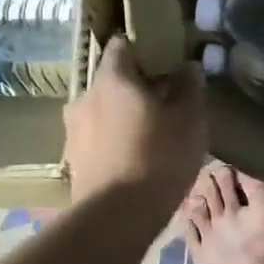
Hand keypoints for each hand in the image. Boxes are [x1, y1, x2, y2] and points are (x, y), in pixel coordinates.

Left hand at [64, 37, 205, 210]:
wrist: (116, 218)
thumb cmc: (158, 157)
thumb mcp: (189, 119)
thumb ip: (189, 87)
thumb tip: (187, 66)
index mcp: (112, 79)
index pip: (122, 45)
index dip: (145, 48)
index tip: (167, 61)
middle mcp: (85, 98)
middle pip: (112, 80)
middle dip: (136, 86)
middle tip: (165, 101)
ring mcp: (74, 132)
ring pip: (103, 111)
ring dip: (123, 115)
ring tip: (151, 133)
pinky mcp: (74, 162)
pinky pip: (97, 139)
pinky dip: (114, 141)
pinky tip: (135, 158)